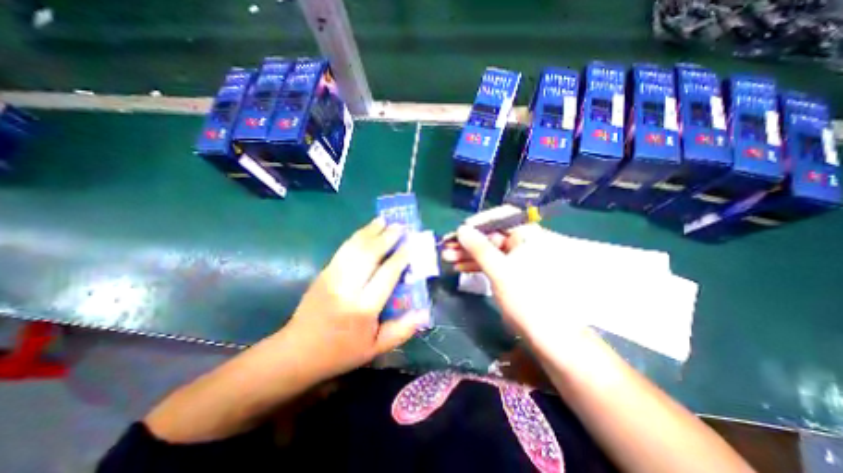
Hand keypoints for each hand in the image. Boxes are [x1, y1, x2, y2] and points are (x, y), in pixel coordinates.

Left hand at [285, 218, 428, 380]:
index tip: (412, 243)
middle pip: (370, 254)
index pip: (387, 274)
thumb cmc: (341, 352)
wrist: (297, 352)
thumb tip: (424, 313)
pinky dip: (357, 236)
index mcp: (363, 307)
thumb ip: (402, 331)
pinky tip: (365, 230)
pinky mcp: (324, 272)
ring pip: (355, 246)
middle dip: (387, 237)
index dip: (401, 256)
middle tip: (401, 225)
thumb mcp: (375, 349)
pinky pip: (344, 249)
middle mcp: (347, 287)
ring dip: (371, 231)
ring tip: (384, 220)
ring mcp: (332, 276)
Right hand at [441, 208, 588, 344]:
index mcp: (528, 236)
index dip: (479, 223)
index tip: (460, 230)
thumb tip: (461, 230)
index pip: (502, 218)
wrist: (546, 335)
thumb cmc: (525, 298)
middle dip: (468, 242)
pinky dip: (476, 264)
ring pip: (489, 251)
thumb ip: (479, 248)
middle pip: (492, 236)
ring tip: (447, 257)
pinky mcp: (511, 272)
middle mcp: (523, 243)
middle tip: (446, 246)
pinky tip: (459, 266)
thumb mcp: (499, 270)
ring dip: (468, 254)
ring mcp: (517, 259)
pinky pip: (492, 263)